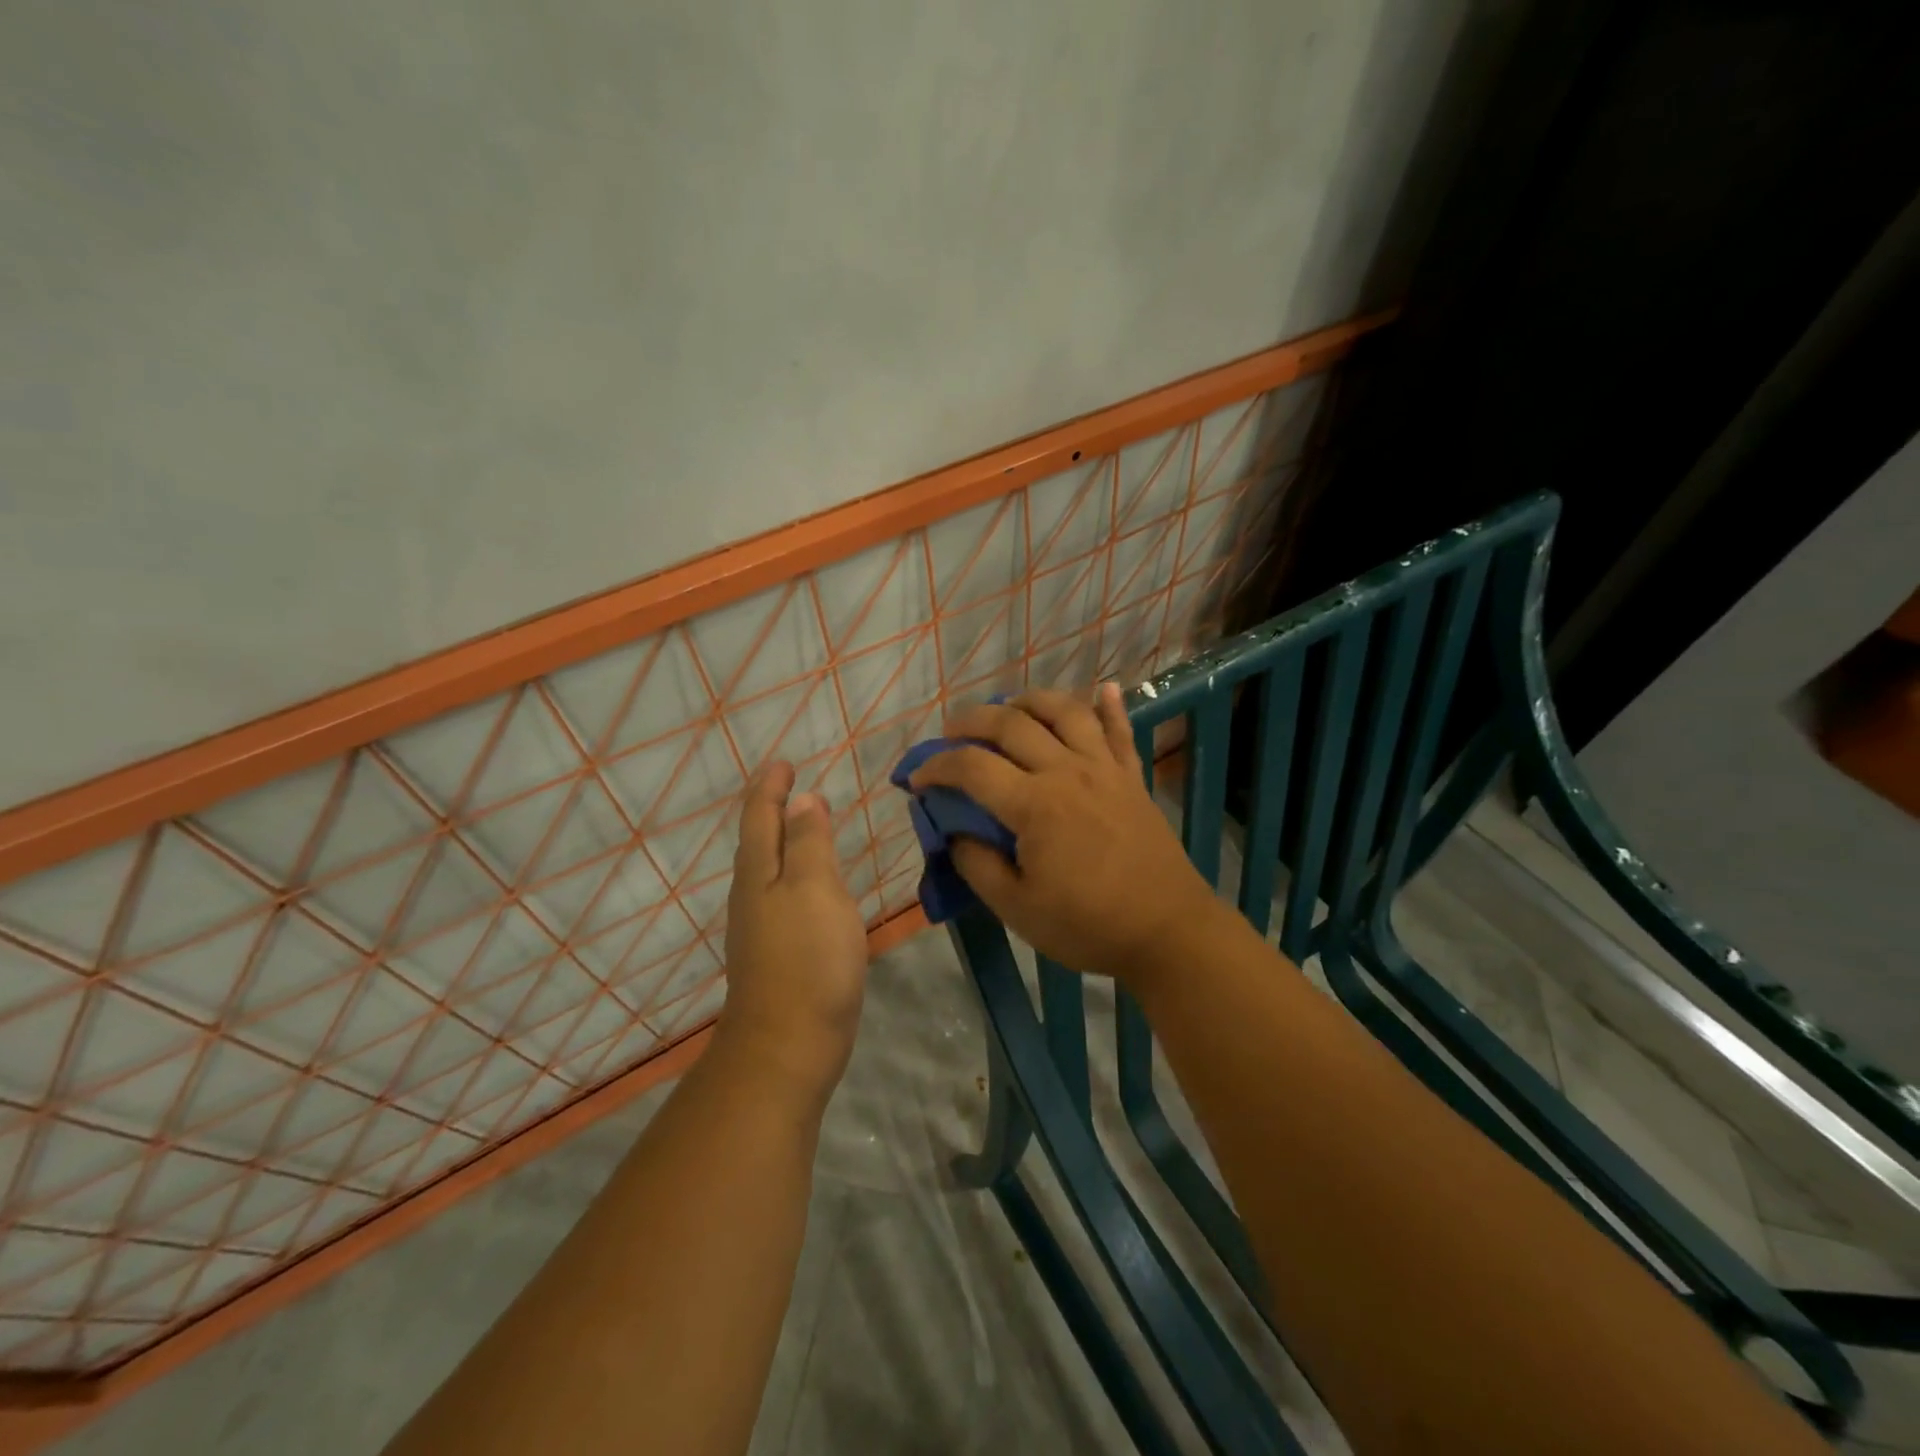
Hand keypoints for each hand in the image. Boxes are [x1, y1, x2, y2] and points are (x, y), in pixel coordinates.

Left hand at [717, 762, 869, 1100]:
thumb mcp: (814, 888)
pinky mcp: (778, 952)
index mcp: (759, 872)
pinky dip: (796, 873)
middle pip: (759, 839)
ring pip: (769, 868)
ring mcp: (761, 926)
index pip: (761, 815)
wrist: (788, 1046)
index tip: (784, 762)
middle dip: (772, 808)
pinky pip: (784, 895)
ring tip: (806, 824)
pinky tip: (813, 883)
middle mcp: (752, 894)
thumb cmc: (807, 959)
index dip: (771, 786)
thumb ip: (809, 843)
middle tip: (793, 785)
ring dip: (784, 840)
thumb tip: (802, 800)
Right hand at [909, 684, 1220, 985]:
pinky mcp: (1132, 777)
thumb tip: (955, 833)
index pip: (972, 767)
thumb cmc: (1088, 926)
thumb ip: (977, 865)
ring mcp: (1104, 769)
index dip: (936, 767)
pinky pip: (1120, 730)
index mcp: (1034, 804)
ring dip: (1030, 700)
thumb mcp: (1017, 909)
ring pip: (1065, 711)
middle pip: (1012, 724)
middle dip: (972, 720)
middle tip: (950, 732)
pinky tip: (1102, 687)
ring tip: (1009, 706)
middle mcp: (1067, 771)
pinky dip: (1110, 705)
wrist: (1168, 931)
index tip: (916, 780)